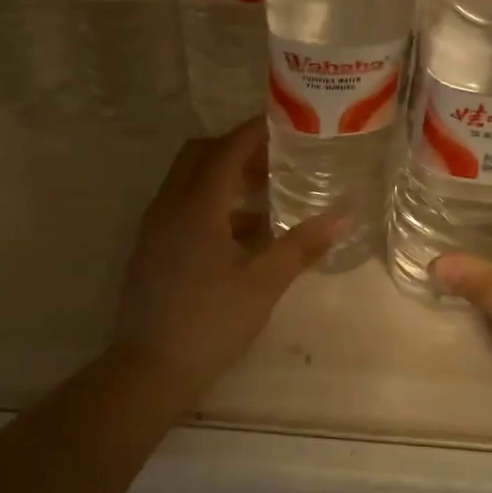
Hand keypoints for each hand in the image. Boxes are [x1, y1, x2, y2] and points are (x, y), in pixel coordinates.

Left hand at [116, 117, 340, 393]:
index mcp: (196, 207)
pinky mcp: (150, 249)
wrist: (149, 370)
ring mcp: (154, 228)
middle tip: (272, 157)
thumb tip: (342, 217)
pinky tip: (242, 232)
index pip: (225, 151)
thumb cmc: (211, 322)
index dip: (252, 132)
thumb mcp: (263, 283)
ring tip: (264, 190)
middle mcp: (169, 207)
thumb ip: (301, 246)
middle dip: (234, 149)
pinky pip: (180, 207)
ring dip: (221, 177)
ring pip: (187, 181)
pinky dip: (210, 205)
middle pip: (199, 155)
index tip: (280, 122)